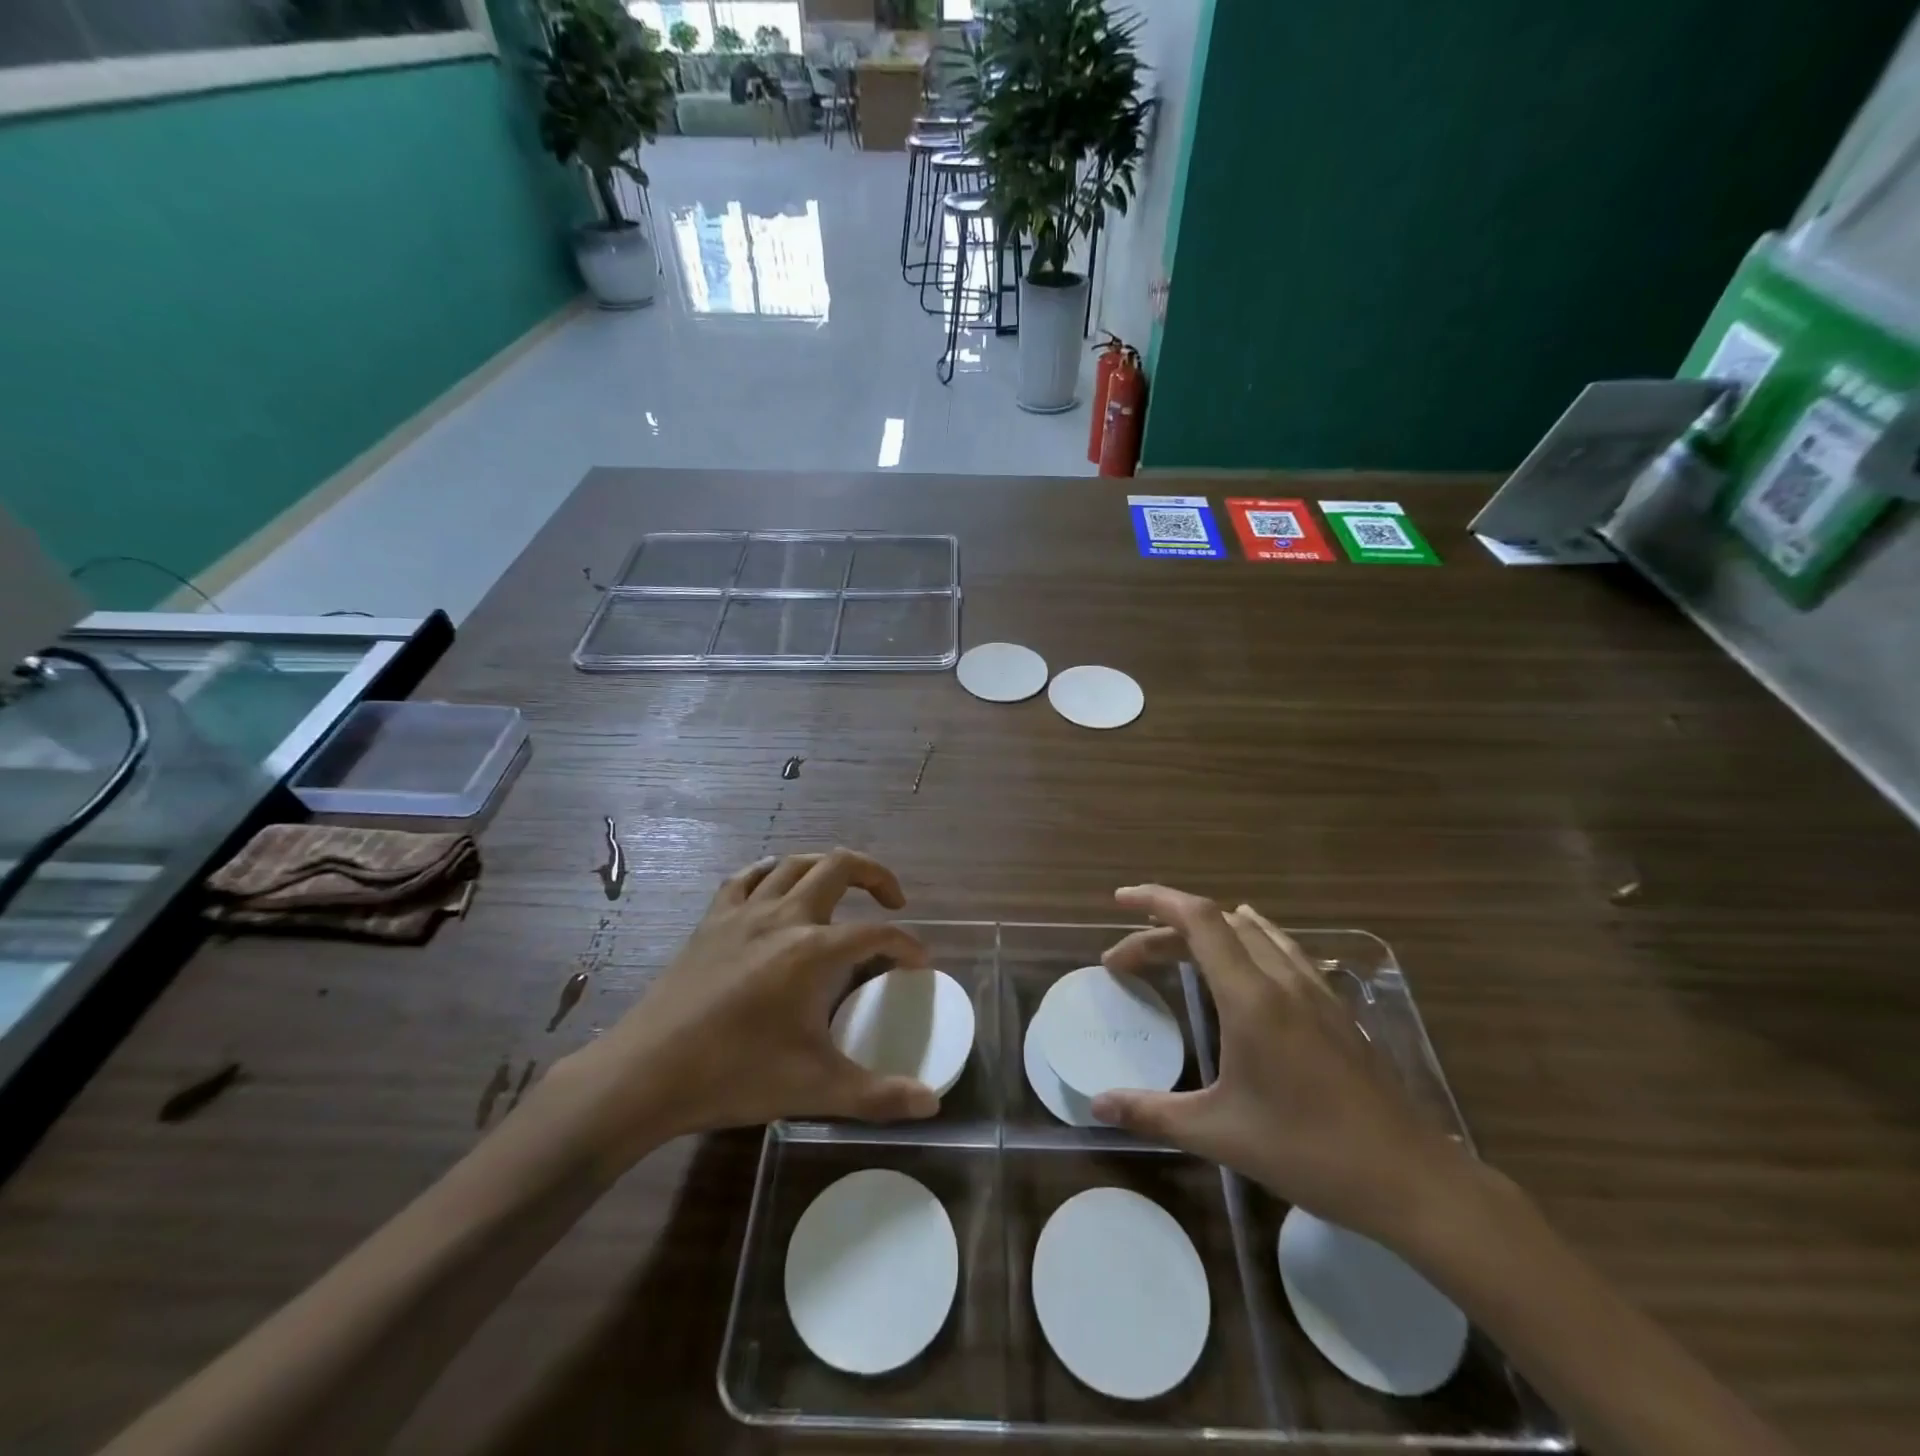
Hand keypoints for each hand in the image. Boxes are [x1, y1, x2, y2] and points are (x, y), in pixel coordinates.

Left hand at [549, 850, 939, 1173]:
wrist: (647, 1073)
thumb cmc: (736, 1075)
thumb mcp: (815, 1088)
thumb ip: (879, 1095)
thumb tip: (932, 1104)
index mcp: (814, 951)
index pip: (878, 934)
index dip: (907, 945)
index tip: (919, 964)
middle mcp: (785, 916)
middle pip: (841, 867)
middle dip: (876, 875)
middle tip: (892, 903)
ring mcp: (744, 913)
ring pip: (795, 863)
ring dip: (828, 867)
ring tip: (843, 892)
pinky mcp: (712, 920)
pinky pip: (747, 877)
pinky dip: (772, 872)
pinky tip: (777, 886)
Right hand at [1092, 886, 1470, 1244]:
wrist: (1412, 1180)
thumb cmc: (1309, 1152)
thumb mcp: (1219, 1134)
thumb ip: (1152, 1112)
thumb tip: (1096, 1104)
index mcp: (1252, 998)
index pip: (1198, 920)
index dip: (1155, 899)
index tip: (1119, 900)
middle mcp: (1283, 980)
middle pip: (1217, 924)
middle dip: (1165, 930)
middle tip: (1127, 962)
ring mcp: (1315, 990)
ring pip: (1254, 931)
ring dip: (1208, 931)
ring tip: (1174, 947)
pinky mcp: (1336, 1008)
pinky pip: (1284, 950)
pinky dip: (1250, 939)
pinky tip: (1250, 958)